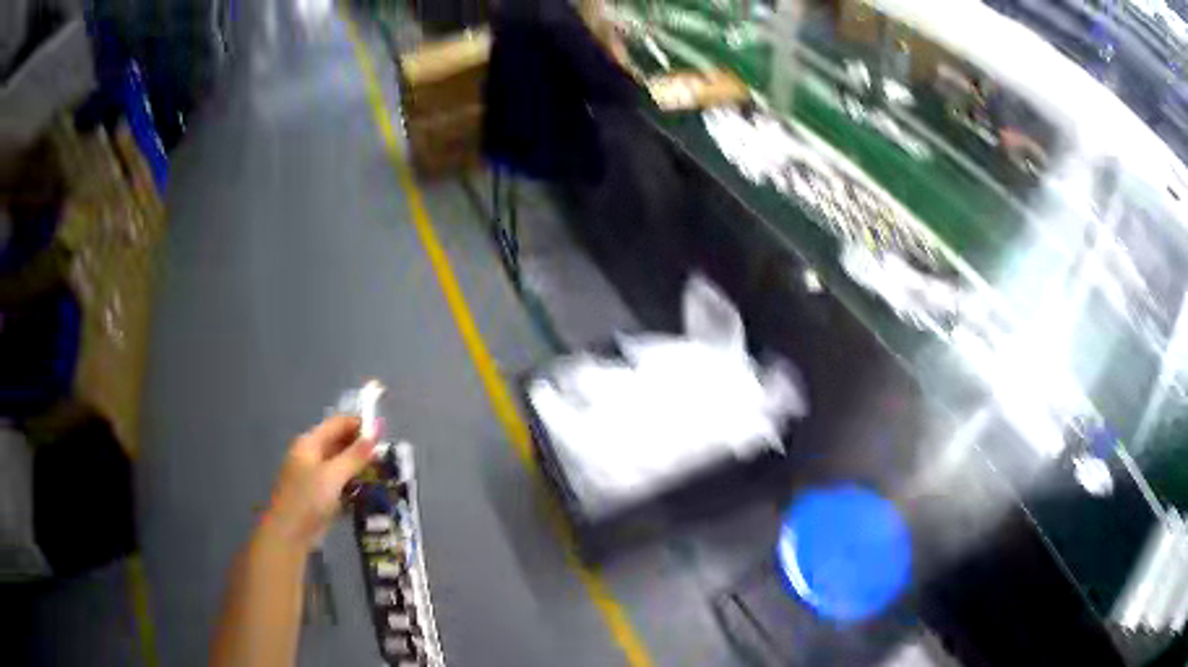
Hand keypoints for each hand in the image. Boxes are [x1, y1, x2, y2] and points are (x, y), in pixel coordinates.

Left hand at [261, 415, 374, 550]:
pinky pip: (341, 482)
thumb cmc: (308, 499)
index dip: (360, 425)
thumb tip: (377, 431)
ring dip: (360, 467)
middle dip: (362, 447)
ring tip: (384, 473)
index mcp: (310, 442)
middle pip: (340, 442)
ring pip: (342, 464)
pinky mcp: (320, 494)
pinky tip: (370, 490)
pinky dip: (354, 483)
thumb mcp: (333, 475)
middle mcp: (312, 454)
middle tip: (387, 456)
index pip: (338, 423)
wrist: (289, 534)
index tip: (385, 434)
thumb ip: (355, 455)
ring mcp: (315, 475)